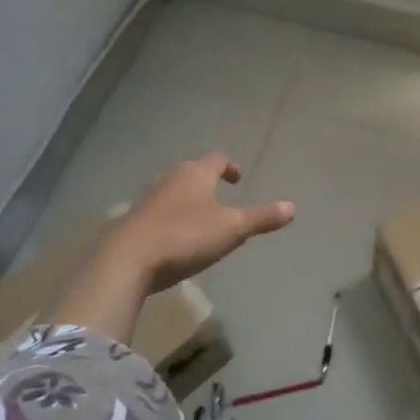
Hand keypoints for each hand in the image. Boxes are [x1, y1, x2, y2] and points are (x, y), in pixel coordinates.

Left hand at [106, 154, 295, 293]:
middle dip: (206, 181)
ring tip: (200, 217)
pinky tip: (175, 237)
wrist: (128, 260)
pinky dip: (171, 218)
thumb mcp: (231, 229)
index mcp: (196, 174)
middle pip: (192, 172)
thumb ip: (261, 218)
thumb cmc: (185, 236)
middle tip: (220, 196)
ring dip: (187, 199)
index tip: (237, 178)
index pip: (218, 159)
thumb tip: (292, 207)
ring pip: (173, 191)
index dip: (230, 166)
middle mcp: (171, 179)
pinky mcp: (134, 221)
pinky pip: (158, 212)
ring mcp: (149, 199)